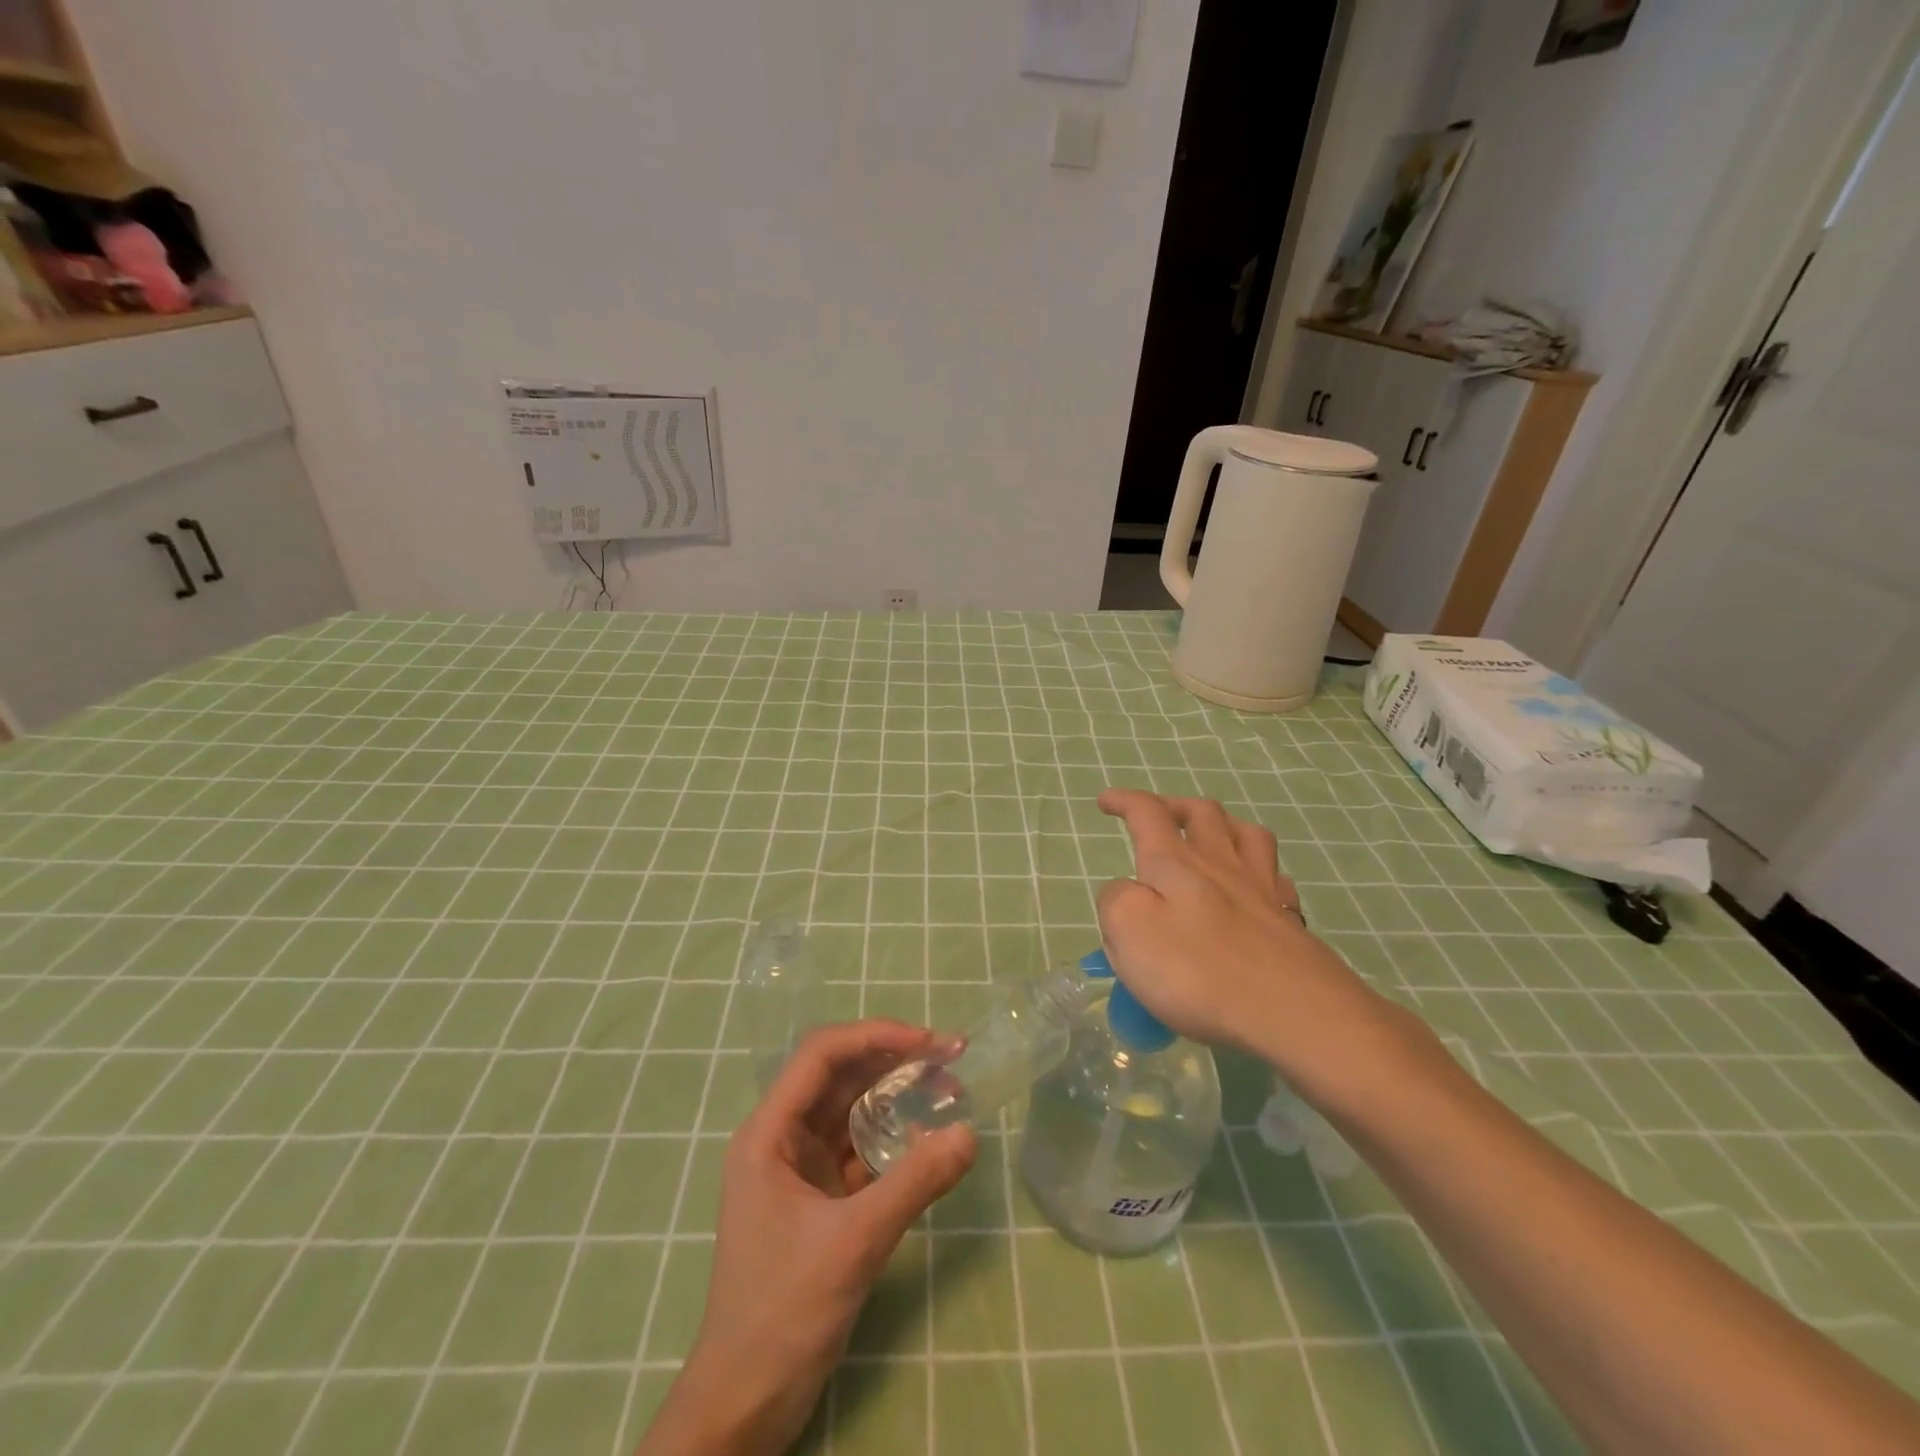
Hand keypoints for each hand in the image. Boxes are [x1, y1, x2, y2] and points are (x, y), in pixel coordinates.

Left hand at [639, 1021, 975, 1455]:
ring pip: (852, 1109)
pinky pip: (860, 1148)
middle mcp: (782, 1138)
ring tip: (948, 1089)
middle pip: (841, 1076)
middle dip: (894, 1061)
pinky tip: (928, 1137)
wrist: (744, 1406)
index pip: (822, 1056)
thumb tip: (969, 1134)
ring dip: (897, 1095)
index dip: (875, 1036)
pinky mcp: (819, 1198)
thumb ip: (913, 1184)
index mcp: (769, 1133)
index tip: (928, 1042)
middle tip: (952, 1058)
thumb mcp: (853, 1243)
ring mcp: (800, 1168)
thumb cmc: (782, 1314)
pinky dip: (894, 1137)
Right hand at [1095, 788, 1415, 1098]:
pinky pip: (1275, 875)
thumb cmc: (1198, 971)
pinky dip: (1259, 868)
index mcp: (1175, 862)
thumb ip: (1116, 900)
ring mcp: (1261, 889)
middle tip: (1157, 818)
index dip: (1124, 801)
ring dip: (1222, 825)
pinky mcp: (1289, 920)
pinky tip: (1254, 884)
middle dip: (1174, 805)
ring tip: (1208, 838)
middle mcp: (1220, 863)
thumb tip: (1126, 890)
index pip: (1147, 813)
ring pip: (1246, 834)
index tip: (1105, 801)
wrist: (1294, 1012)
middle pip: (1201, 812)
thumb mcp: (1129, 930)